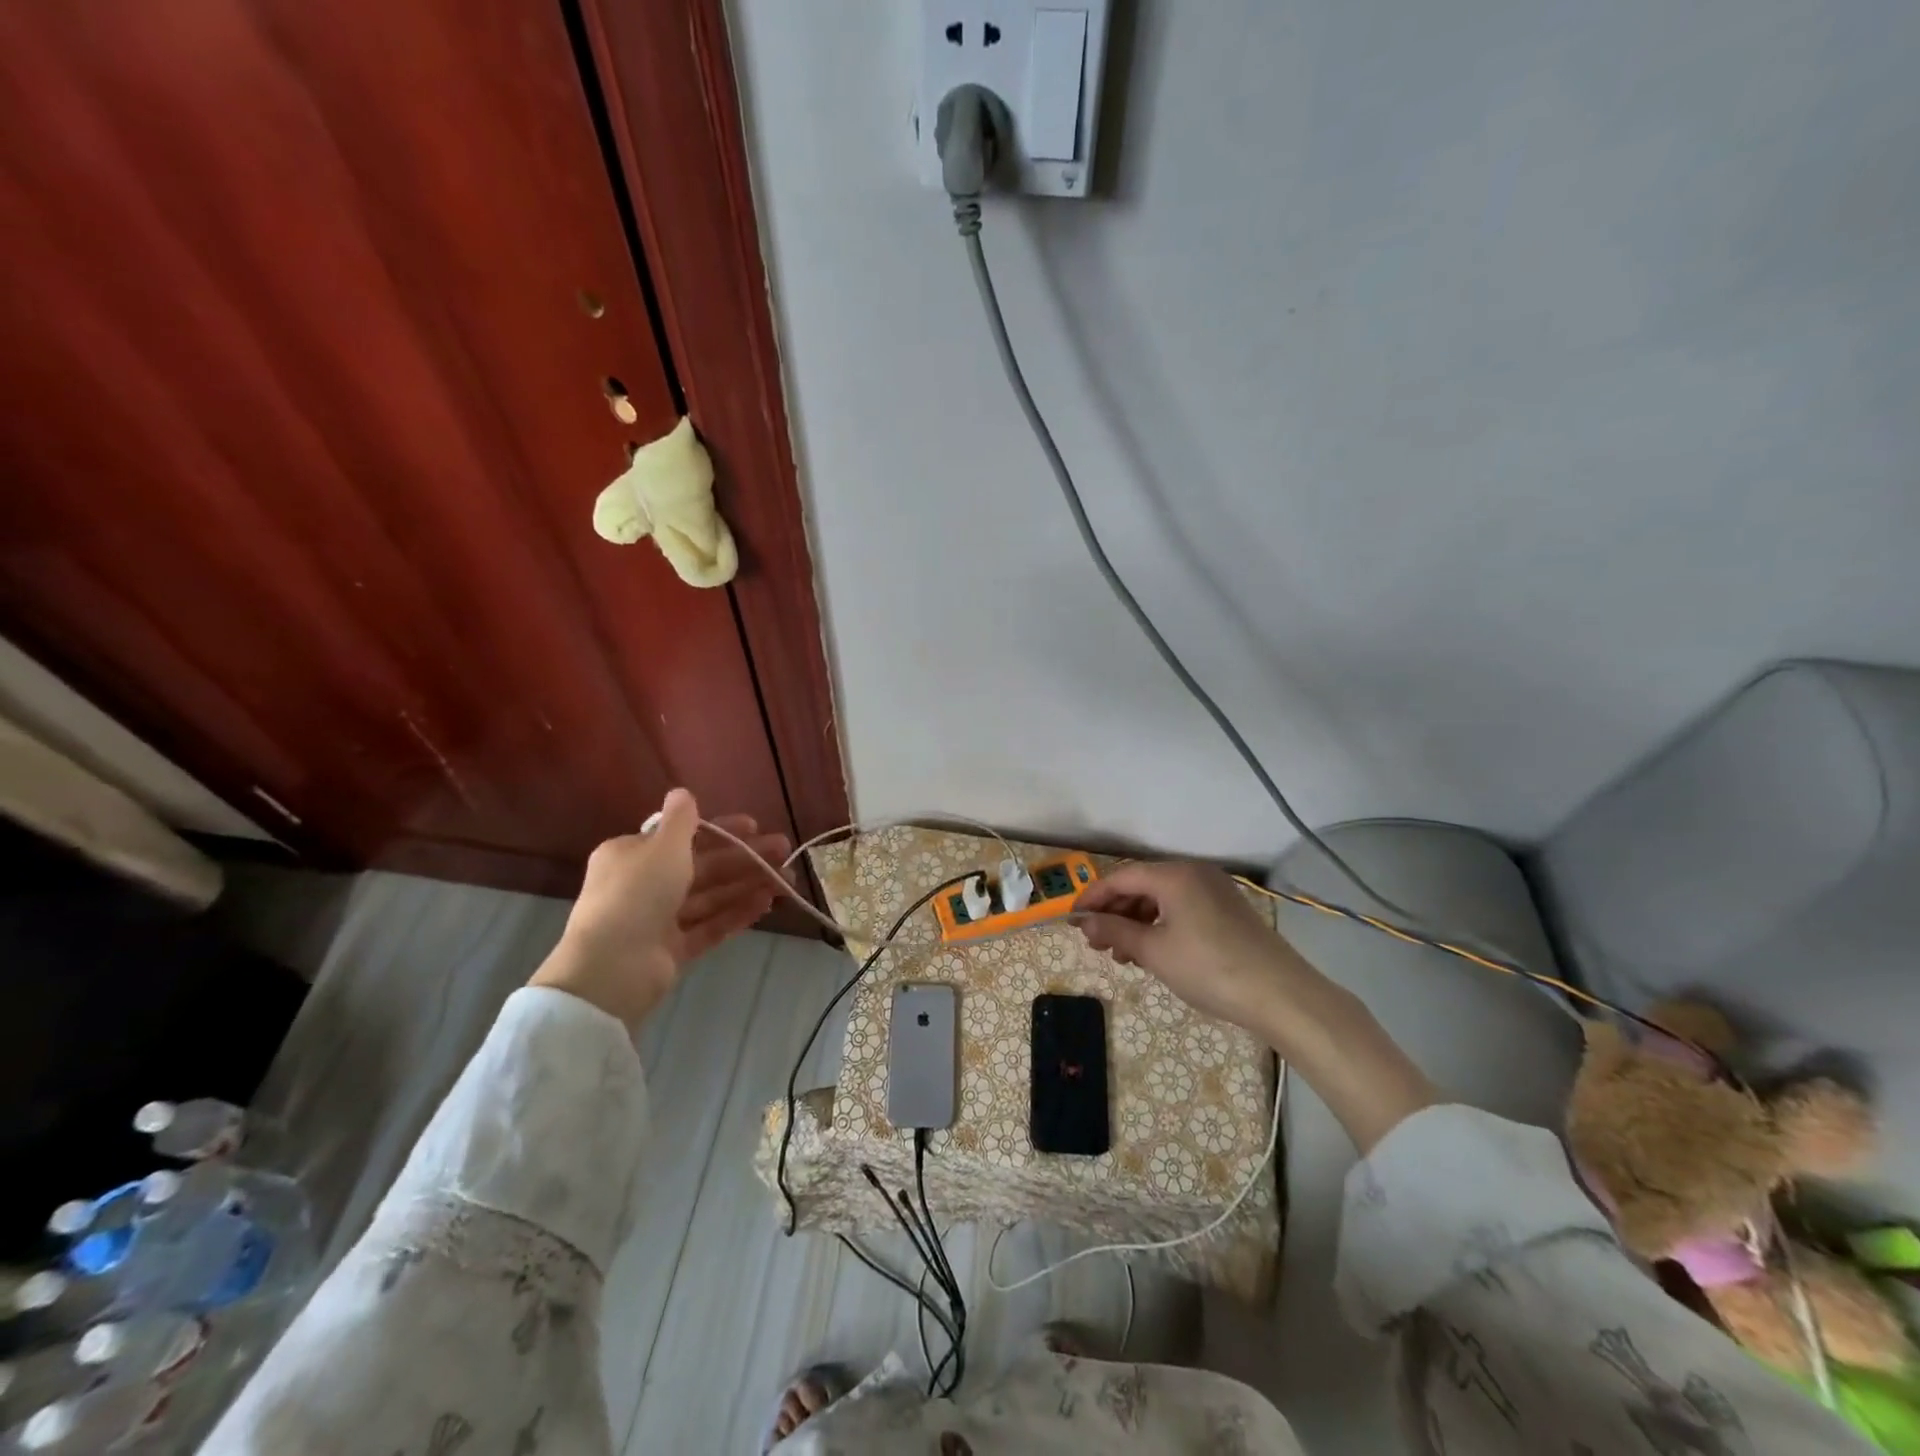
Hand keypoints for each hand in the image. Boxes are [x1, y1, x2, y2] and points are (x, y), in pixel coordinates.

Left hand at [530, 789, 790, 1027]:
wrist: (612, 968)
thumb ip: (680, 820)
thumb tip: (682, 792)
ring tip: (785, 880)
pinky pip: (709, 927)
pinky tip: (766, 904)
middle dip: (745, 858)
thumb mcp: (662, 846)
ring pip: (711, 897)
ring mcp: (659, 920)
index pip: (684, 836)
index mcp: (633, 855)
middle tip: (784, 851)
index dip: (721, 829)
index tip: (755, 825)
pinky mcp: (672, 950)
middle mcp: (644, 884)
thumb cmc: (637, 894)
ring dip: (747, 885)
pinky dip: (736, 914)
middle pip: (703, 866)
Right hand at [1077, 860, 1439, 1151]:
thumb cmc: (1209, 968)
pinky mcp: (1227, 910)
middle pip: (1141, 885)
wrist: (1281, 995)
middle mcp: (1193, 873)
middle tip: (1095, 942)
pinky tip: (1151, 953)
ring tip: (1121, 955)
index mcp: (1174, 874)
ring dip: (1136, 922)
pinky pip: (1182, 909)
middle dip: (1115, 912)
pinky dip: (1161, 926)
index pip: (1120, 876)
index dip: (1093, 897)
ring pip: (1162, 899)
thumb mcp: (1154, 952)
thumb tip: (1084, 923)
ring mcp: (1214, 890)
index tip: (1072, 920)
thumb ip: (1115, 932)